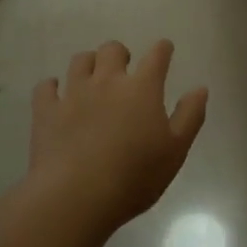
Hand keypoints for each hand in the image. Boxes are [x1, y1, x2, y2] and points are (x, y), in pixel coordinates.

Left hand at [28, 40, 208, 227]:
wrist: (76, 196)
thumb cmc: (135, 176)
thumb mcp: (175, 151)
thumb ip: (190, 116)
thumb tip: (200, 88)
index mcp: (142, 88)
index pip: (156, 56)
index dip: (162, 49)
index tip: (164, 50)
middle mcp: (107, 81)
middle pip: (112, 49)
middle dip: (120, 54)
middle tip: (124, 70)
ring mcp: (73, 93)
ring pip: (79, 61)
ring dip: (88, 65)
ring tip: (92, 80)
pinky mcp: (46, 111)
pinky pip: (46, 87)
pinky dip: (53, 87)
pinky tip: (57, 96)